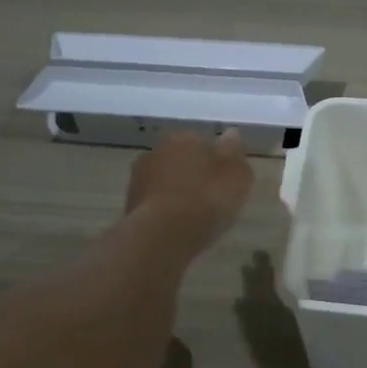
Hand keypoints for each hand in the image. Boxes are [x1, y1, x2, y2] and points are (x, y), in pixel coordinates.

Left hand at [125, 129, 253, 245]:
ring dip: (176, 193)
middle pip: (181, 161)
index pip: (203, 143)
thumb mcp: (237, 174)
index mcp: (184, 138)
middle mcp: (157, 151)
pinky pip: (155, 204)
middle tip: (210, 199)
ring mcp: (138, 178)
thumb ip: (235, 152)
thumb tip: (231, 134)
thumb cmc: (207, 198)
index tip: (225, 181)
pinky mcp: (129, 205)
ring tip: (194, 216)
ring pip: (165, 182)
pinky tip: (177, 227)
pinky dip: (165, 211)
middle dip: (193, 175)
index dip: (216, 162)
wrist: (164, 233)